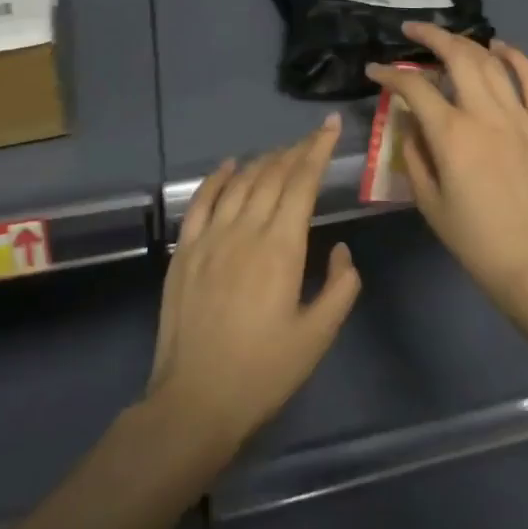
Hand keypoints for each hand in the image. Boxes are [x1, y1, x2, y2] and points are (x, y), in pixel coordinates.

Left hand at [146, 114, 360, 452]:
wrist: (195, 402)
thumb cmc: (263, 373)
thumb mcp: (317, 337)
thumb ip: (340, 288)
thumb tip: (342, 250)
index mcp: (281, 248)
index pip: (302, 182)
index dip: (318, 150)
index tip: (330, 126)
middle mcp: (245, 231)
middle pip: (273, 175)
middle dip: (296, 150)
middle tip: (312, 138)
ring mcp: (210, 237)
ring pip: (241, 182)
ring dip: (264, 161)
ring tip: (281, 152)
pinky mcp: (184, 250)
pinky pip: (201, 201)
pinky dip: (218, 177)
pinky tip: (230, 166)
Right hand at [367, 23, 527, 320]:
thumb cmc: (474, 239)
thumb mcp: (428, 201)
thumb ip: (414, 153)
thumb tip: (410, 121)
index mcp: (452, 135)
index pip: (415, 88)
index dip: (391, 74)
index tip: (376, 71)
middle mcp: (486, 115)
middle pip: (457, 57)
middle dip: (431, 37)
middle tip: (412, 31)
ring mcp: (521, 116)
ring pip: (492, 62)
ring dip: (467, 43)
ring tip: (449, 39)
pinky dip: (516, 57)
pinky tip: (500, 47)